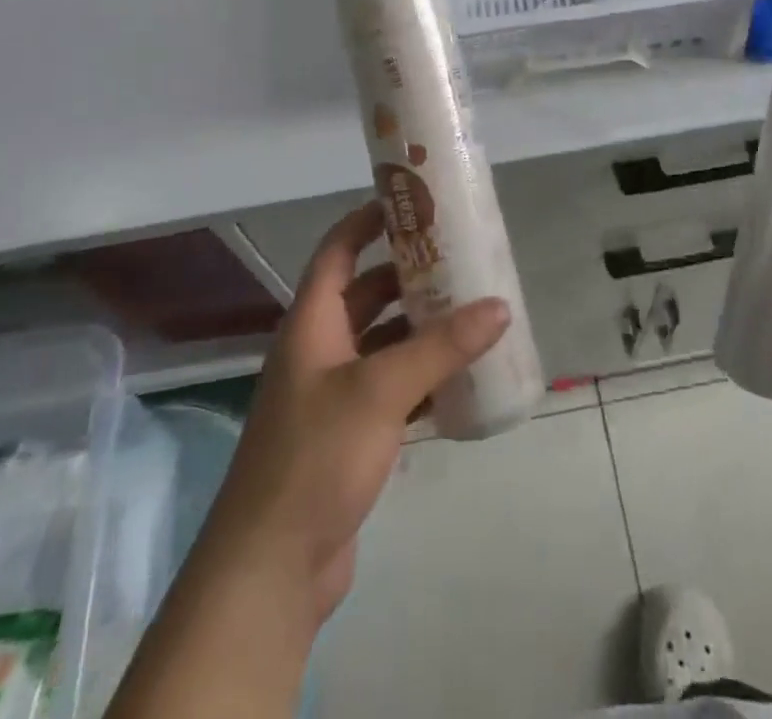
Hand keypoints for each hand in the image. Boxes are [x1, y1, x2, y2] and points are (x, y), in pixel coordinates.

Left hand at [192, 203, 510, 623]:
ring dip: (420, 328)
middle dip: (408, 275)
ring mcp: (332, 394)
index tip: (411, 202)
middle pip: (366, 294)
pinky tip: (460, 377)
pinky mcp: (348, 435)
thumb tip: (499, 305)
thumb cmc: (317, 456)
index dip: (367, 221)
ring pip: (382, 343)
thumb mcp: (382, 390)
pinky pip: (391, 388)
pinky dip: (421, 377)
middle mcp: (319, 349)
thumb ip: (441, 347)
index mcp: (312, 323)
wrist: (271, 568)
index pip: (337, 251)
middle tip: (459, 259)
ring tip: (471, 311)